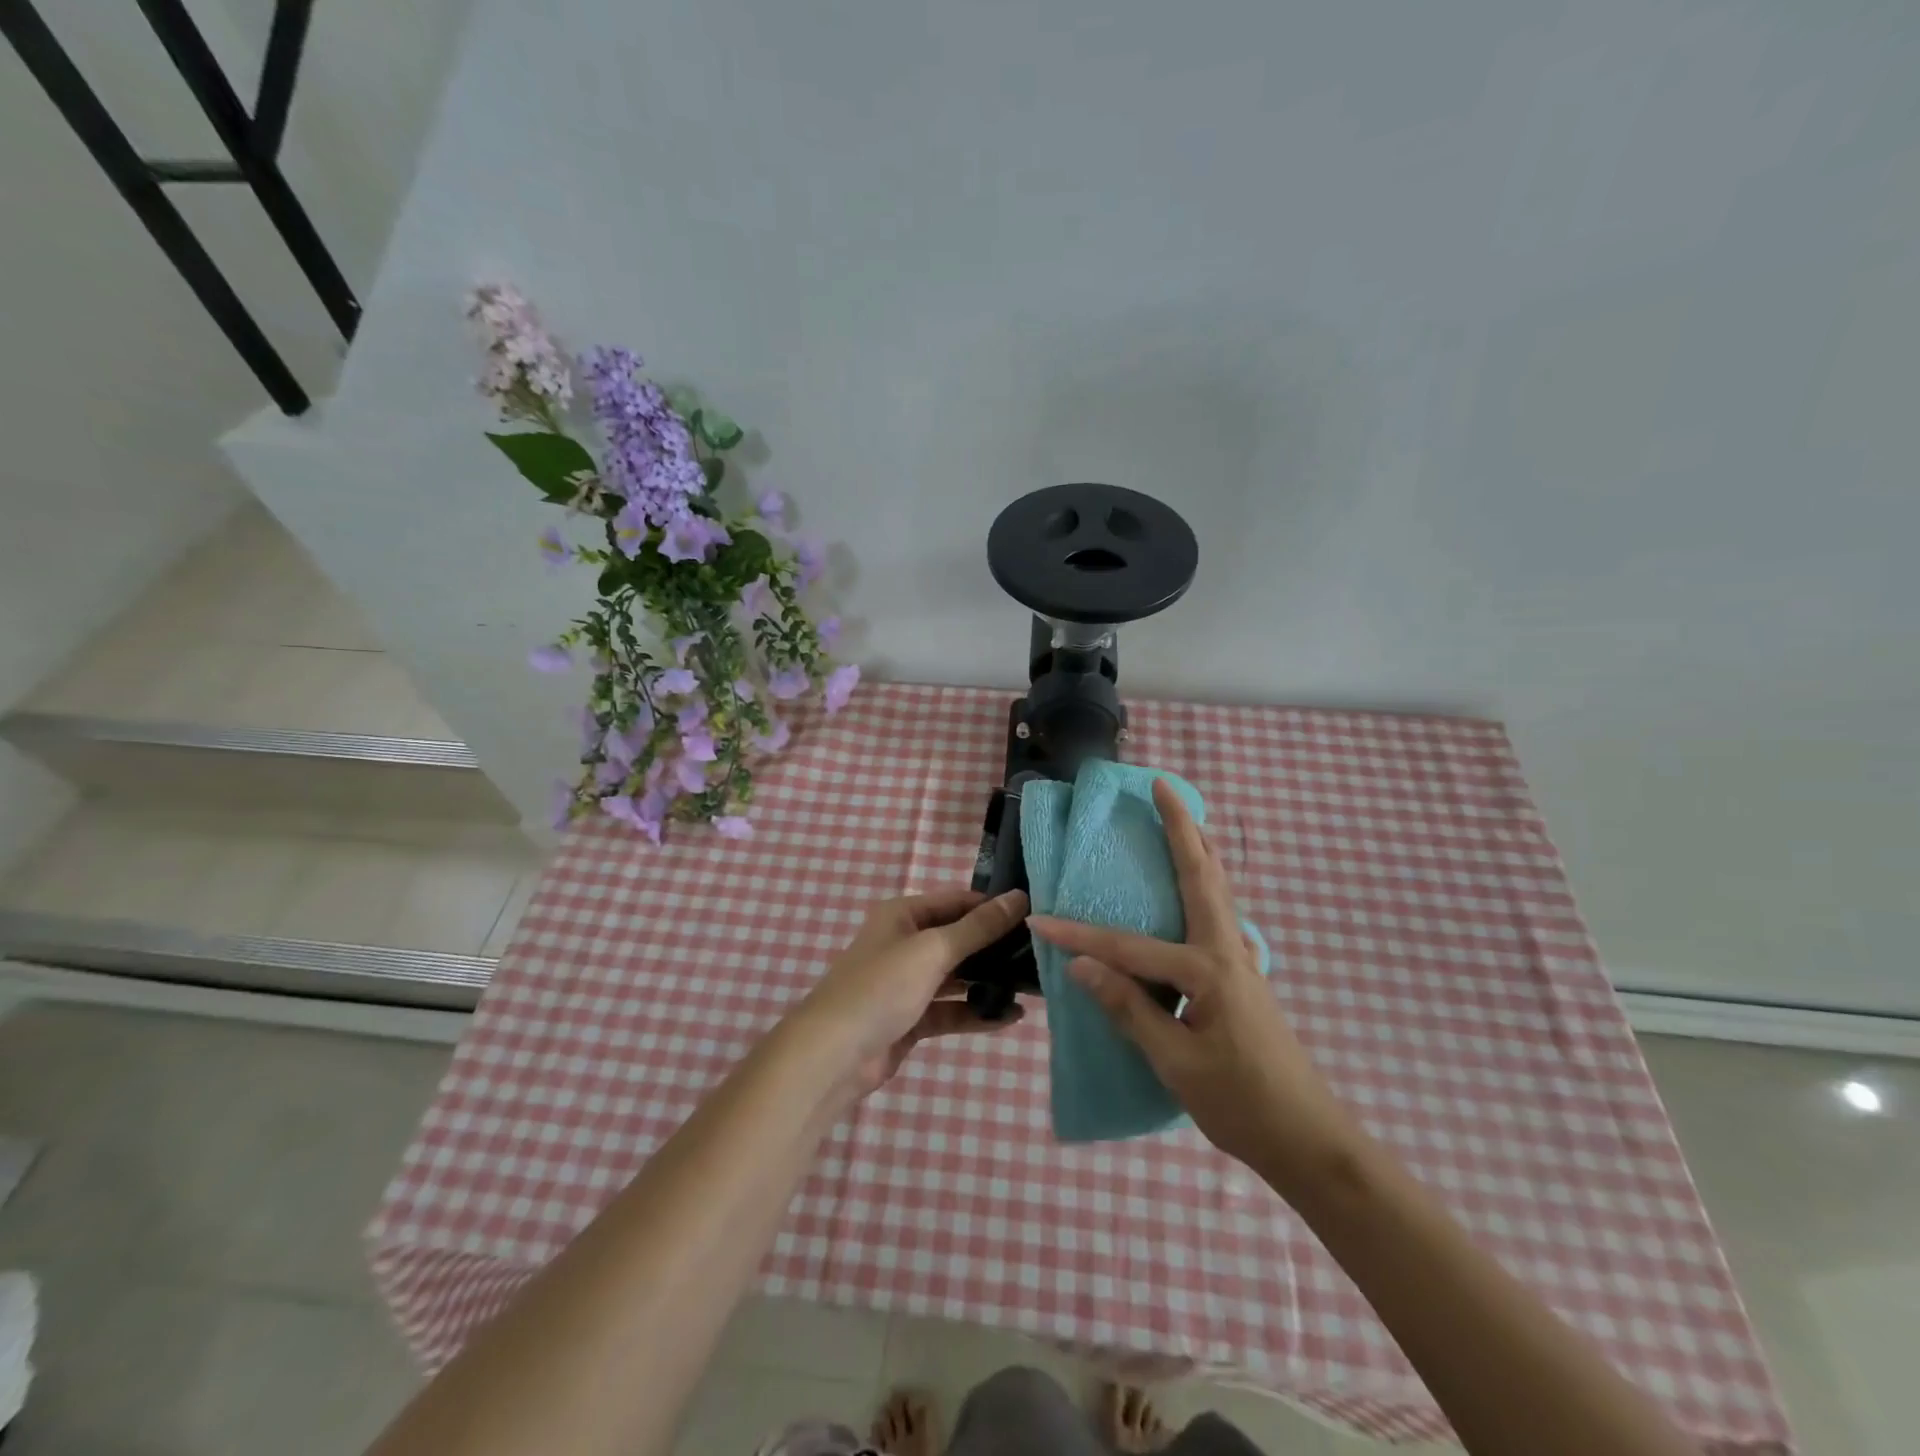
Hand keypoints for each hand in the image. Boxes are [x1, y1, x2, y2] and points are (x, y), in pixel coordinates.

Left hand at [798, 888, 1029, 1096]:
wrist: (834, 1055)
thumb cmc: (882, 987)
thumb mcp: (933, 950)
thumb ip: (978, 927)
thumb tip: (1018, 898)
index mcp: (903, 915)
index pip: (956, 901)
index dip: (992, 907)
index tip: (1033, 917)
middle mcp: (904, 943)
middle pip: (958, 939)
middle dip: (995, 947)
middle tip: (1039, 955)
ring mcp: (907, 983)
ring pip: (957, 977)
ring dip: (989, 981)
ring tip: (1032, 986)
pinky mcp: (911, 1019)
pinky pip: (951, 1009)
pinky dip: (977, 1012)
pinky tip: (1010, 1017)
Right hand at [1029, 780, 1358, 1188]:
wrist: (1309, 1139)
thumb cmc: (1241, 1103)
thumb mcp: (1176, 1063)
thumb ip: (1131, 1009)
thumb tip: (1082, 966)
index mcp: (1207, 971)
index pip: (1129, 948)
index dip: (1082, 937)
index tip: (1042, 922)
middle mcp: (1227, 951)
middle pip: (1202, 875)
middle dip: (1182, 828)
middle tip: (1163, 787)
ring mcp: (1241, 959)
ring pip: (1219, 887)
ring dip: (1200, 847)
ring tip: (1185, 816)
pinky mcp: (1244, 973)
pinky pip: (1222, 911)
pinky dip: (1209, 880)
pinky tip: (1200, 884)